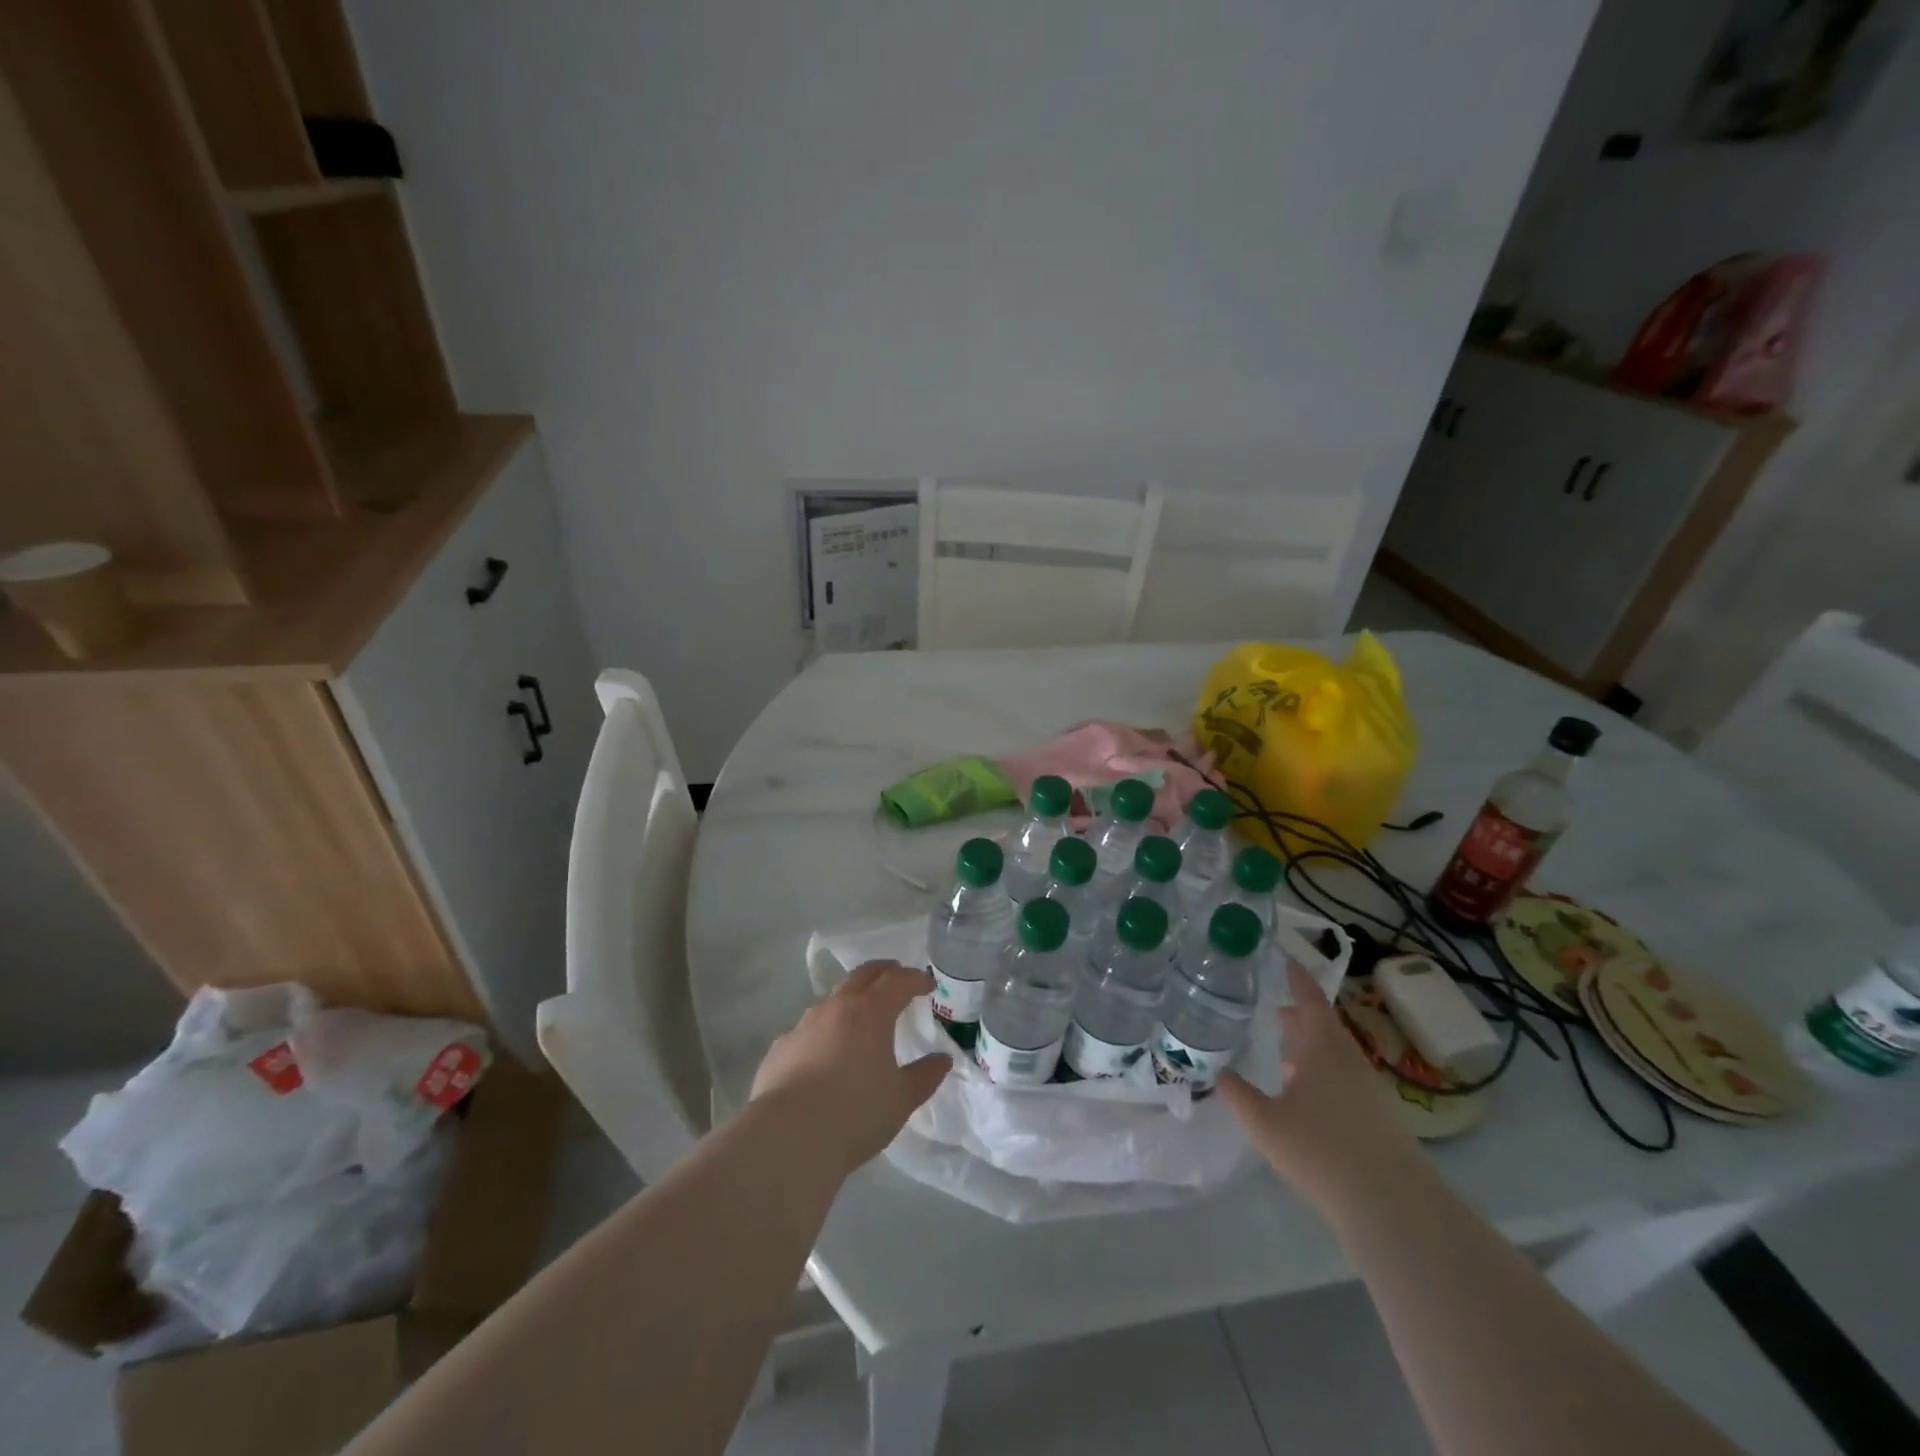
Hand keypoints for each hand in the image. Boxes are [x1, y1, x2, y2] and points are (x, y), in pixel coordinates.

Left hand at [751, 960, 951, 1175]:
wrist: (788, 1137)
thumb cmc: (855, 1113)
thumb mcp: (901, 1099)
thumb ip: (924, 1076)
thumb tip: (942, 1060)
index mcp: (871, 1012)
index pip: (899, 981)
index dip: (916, 979)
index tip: (928, 986)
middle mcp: (836, 1008)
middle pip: (863, 975)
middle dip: (883, 971)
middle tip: (896, 975)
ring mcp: (803, 1025)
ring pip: (832, 1001)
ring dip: (850, 1002)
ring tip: (860, 1020)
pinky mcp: (780, 1048)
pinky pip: (807, 1031)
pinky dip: (823, 1034)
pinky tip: (823, 1057)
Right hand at [1217, 963, 1420, 1207]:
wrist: (1393, 1207)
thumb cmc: (1321, 1150)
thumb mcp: (1263, 1122)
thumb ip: (1236, 1093)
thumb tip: (1216, 1071)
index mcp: (1323, 1047)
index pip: (1309, 998)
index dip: (1296, 976)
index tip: (1285, 956)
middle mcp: (1347, 1059)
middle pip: (1324, 1025)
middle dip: (1299, 1014)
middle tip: (1273, 1006)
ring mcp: (1367, 1089)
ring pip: (1333, 1053)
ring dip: (1309, 1045)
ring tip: (1282, 1047)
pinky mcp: (1377, 1117)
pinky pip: (1342, 1077)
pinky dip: (1319, 1070)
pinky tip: (1302, 1091)